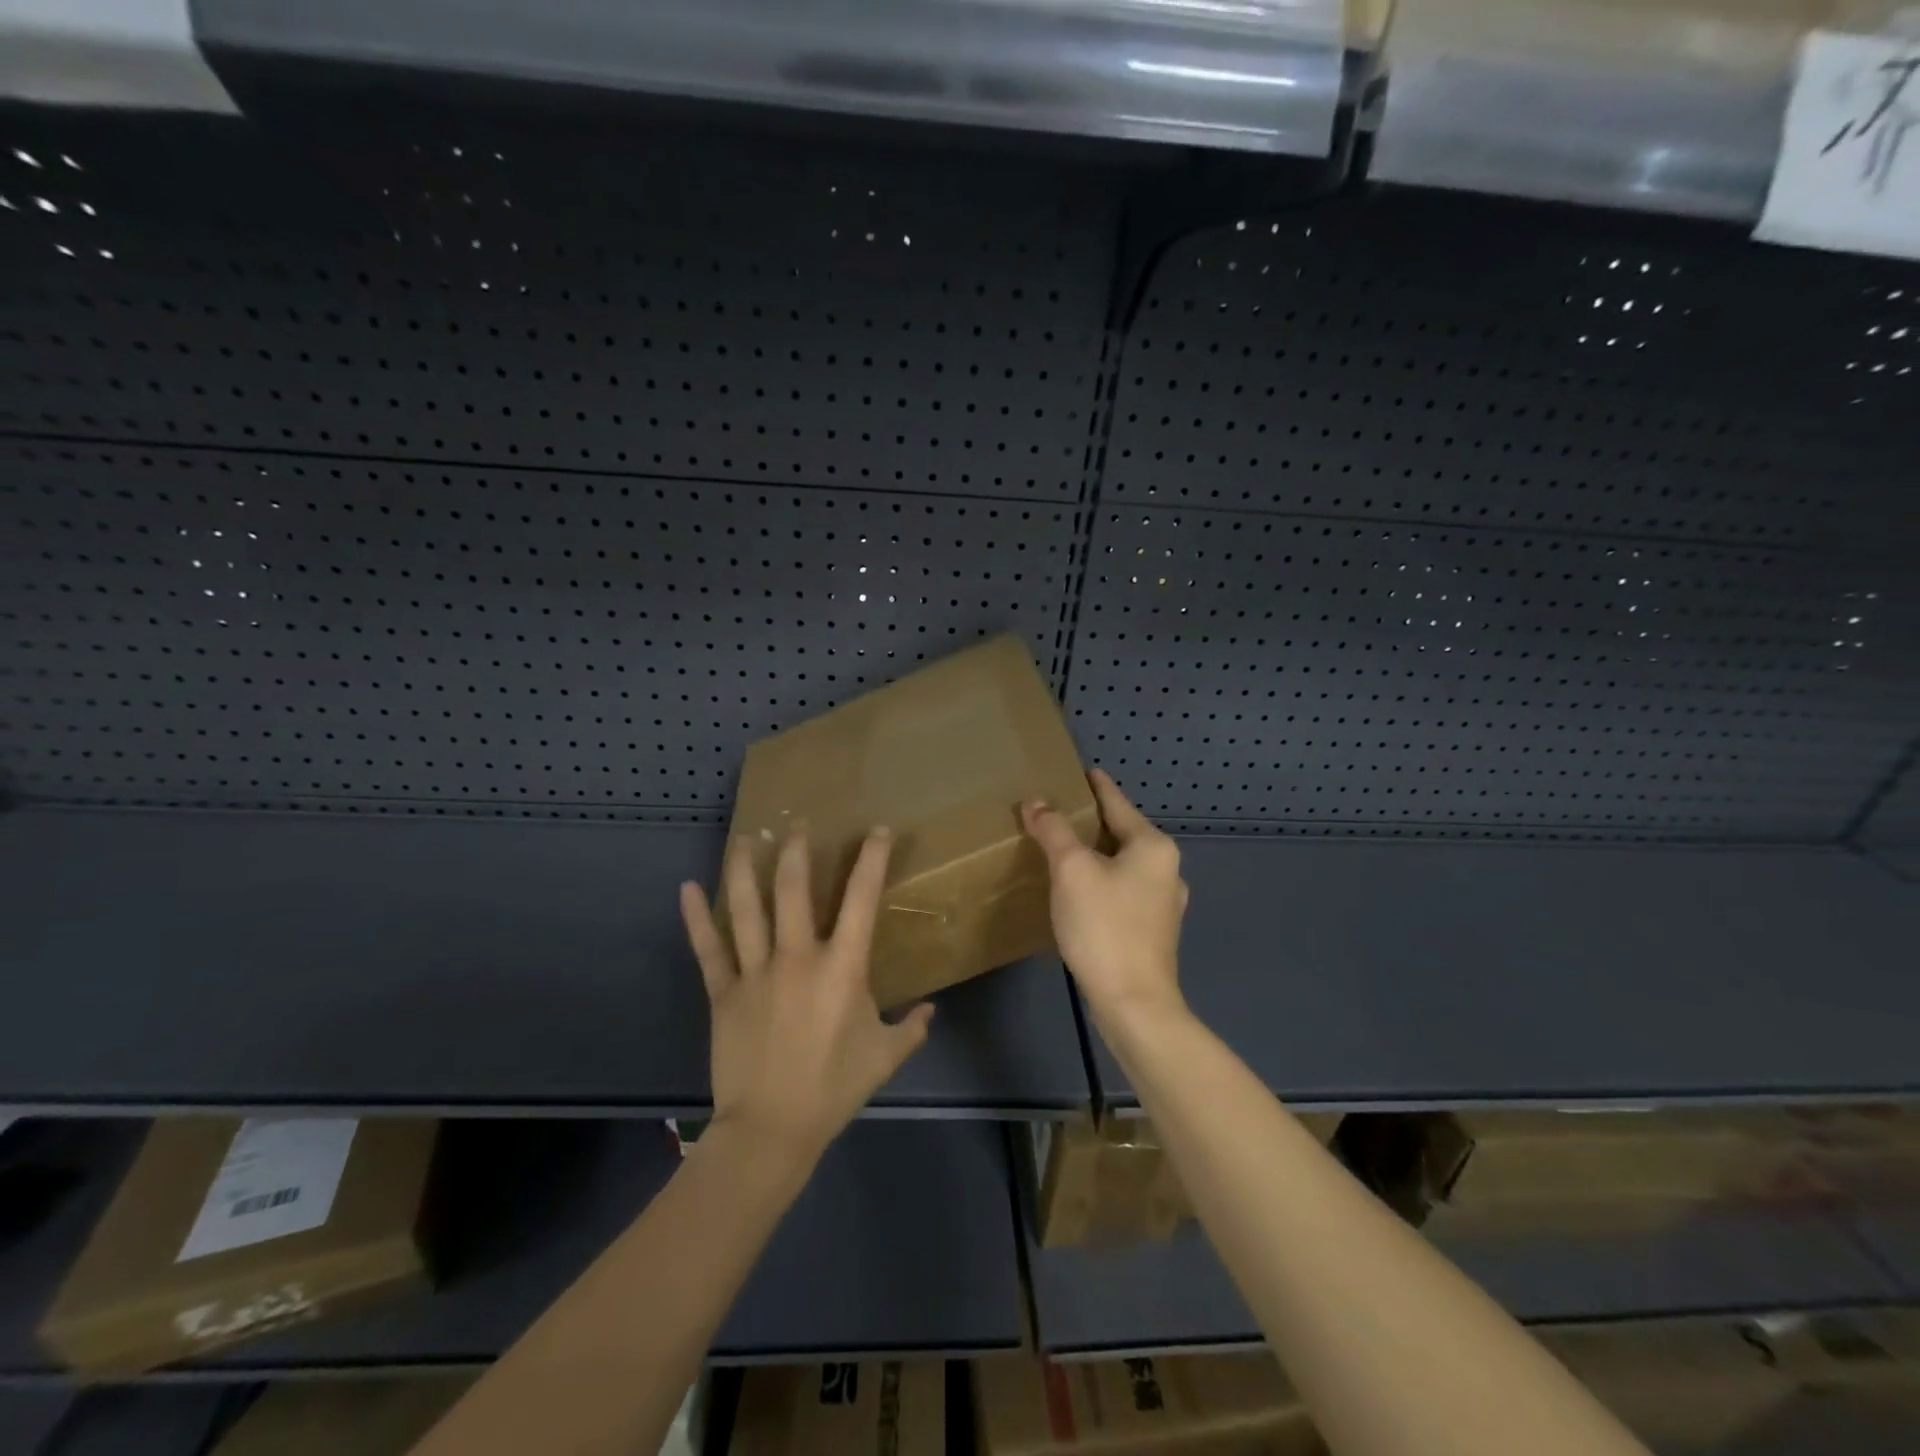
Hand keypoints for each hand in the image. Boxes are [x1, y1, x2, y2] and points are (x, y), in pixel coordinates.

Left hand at [679, 825, 933, 1161]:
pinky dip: (696, 917)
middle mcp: (797, 957)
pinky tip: (686, 887)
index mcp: (842, 967)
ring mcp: (755, 972)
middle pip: (794, 889)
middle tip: (797, 824)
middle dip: (797, 851)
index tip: (876, 830)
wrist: (771, 1129)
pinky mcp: (723, 992)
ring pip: (746, 908)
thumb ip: (911, 1029)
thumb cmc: (833, 1089)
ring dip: (743, 868)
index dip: (871, 858)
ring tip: (745, 837)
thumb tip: (930, 1011)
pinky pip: (708, 948)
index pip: (860, 898)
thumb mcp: (884, 1058)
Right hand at [1021, 769, 1188, 1026]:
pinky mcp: (1154, 930)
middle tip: (1056, 812)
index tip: (1078, 770)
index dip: (1095, 785)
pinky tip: (1080, 891)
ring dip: (1095, 853)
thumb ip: (1054, 830)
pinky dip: (1101, 880)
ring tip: (1063, 849)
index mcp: (1153, 846)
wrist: (1134, 1003)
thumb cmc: (1104, 927)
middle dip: (1091, 821)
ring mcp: (1163, 902)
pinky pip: (1123, 890)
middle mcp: (1166, 868)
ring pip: (1123, 863)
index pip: (1117, 802)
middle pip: (1122, 832)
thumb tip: (1036, 802)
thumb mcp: (1072, 871)